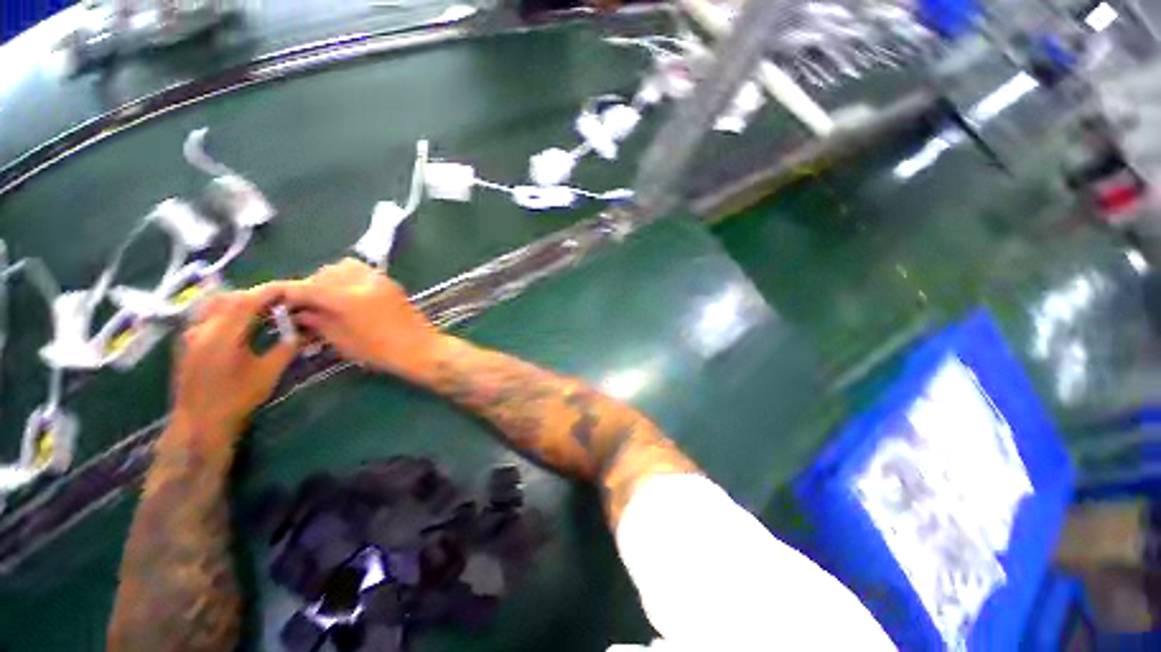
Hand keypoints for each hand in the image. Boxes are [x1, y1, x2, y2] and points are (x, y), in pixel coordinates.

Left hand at [170, 286, 298, 444]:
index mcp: (222, 335)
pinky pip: (207, 315)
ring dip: (239, 302)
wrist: (200, 422)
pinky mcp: (187, 342)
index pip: (246, 301)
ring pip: (215, 304)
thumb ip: (287, 347)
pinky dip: (227, 311)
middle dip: (256, 295)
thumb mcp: (268, 373)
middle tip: (280, 301)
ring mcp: (190, 334)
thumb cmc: (237, 398)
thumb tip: (307, 330)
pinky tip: (241, 323)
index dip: (270, 292)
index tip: (291, 290)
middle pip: (229, 298)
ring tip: (262, 310)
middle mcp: (201, 328)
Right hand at [274, 259, 442, 377]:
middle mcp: (362, 282)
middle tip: (307, 305)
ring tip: (328, 299)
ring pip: (343, 267)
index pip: (307, 287)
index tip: (281, 303)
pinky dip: (348, 276)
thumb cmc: (382, 352)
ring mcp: (379, 279)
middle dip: (310, 286)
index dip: (290, 294)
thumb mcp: (343, 341)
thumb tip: (300, 312)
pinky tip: (348, 294)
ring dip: (330, 278)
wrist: (421, 348)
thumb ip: (319, 322)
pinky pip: (362, 270)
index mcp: (347, 298)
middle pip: (324, 273)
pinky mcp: (390, 282)